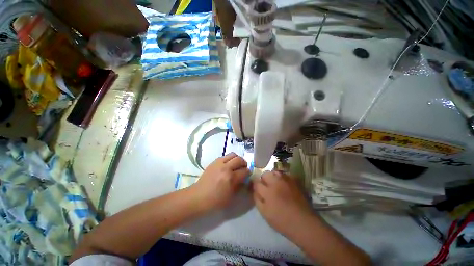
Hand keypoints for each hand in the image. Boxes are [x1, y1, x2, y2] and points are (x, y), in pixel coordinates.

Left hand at [192, 153, 249, 209]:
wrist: (198, 197)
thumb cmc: (215, 201)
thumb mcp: (231, 197)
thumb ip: (239, 186)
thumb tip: (245, 179)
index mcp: (231, 178)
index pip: (245, 171)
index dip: (248, 173)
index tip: (247, 175)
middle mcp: (226, 168)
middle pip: (240, 159)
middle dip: (244, 164)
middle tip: (243, 169)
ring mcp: (219, 163)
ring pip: (233, 154)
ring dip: (237, 159)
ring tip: (236, 165)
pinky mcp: (214, 162)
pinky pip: (225, 156)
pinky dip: (229, 159)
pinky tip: (227, 165)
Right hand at [252, 171, 313, 235]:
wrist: (304, 222)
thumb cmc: (282, 221)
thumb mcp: (265, 213)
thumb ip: (257, 199)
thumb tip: (254, 190)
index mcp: (268, 191)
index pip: (256, 183)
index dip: (254, 185)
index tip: (255, 188)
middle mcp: (276, 182)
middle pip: (265, 174)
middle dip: (263, 180)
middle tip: (266, 187)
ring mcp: (286, 180)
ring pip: (274, 172)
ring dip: (272, 177)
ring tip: (274, 184)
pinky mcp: (294, 181)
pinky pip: (284, 175)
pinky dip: (281, 178)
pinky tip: (283, 185)